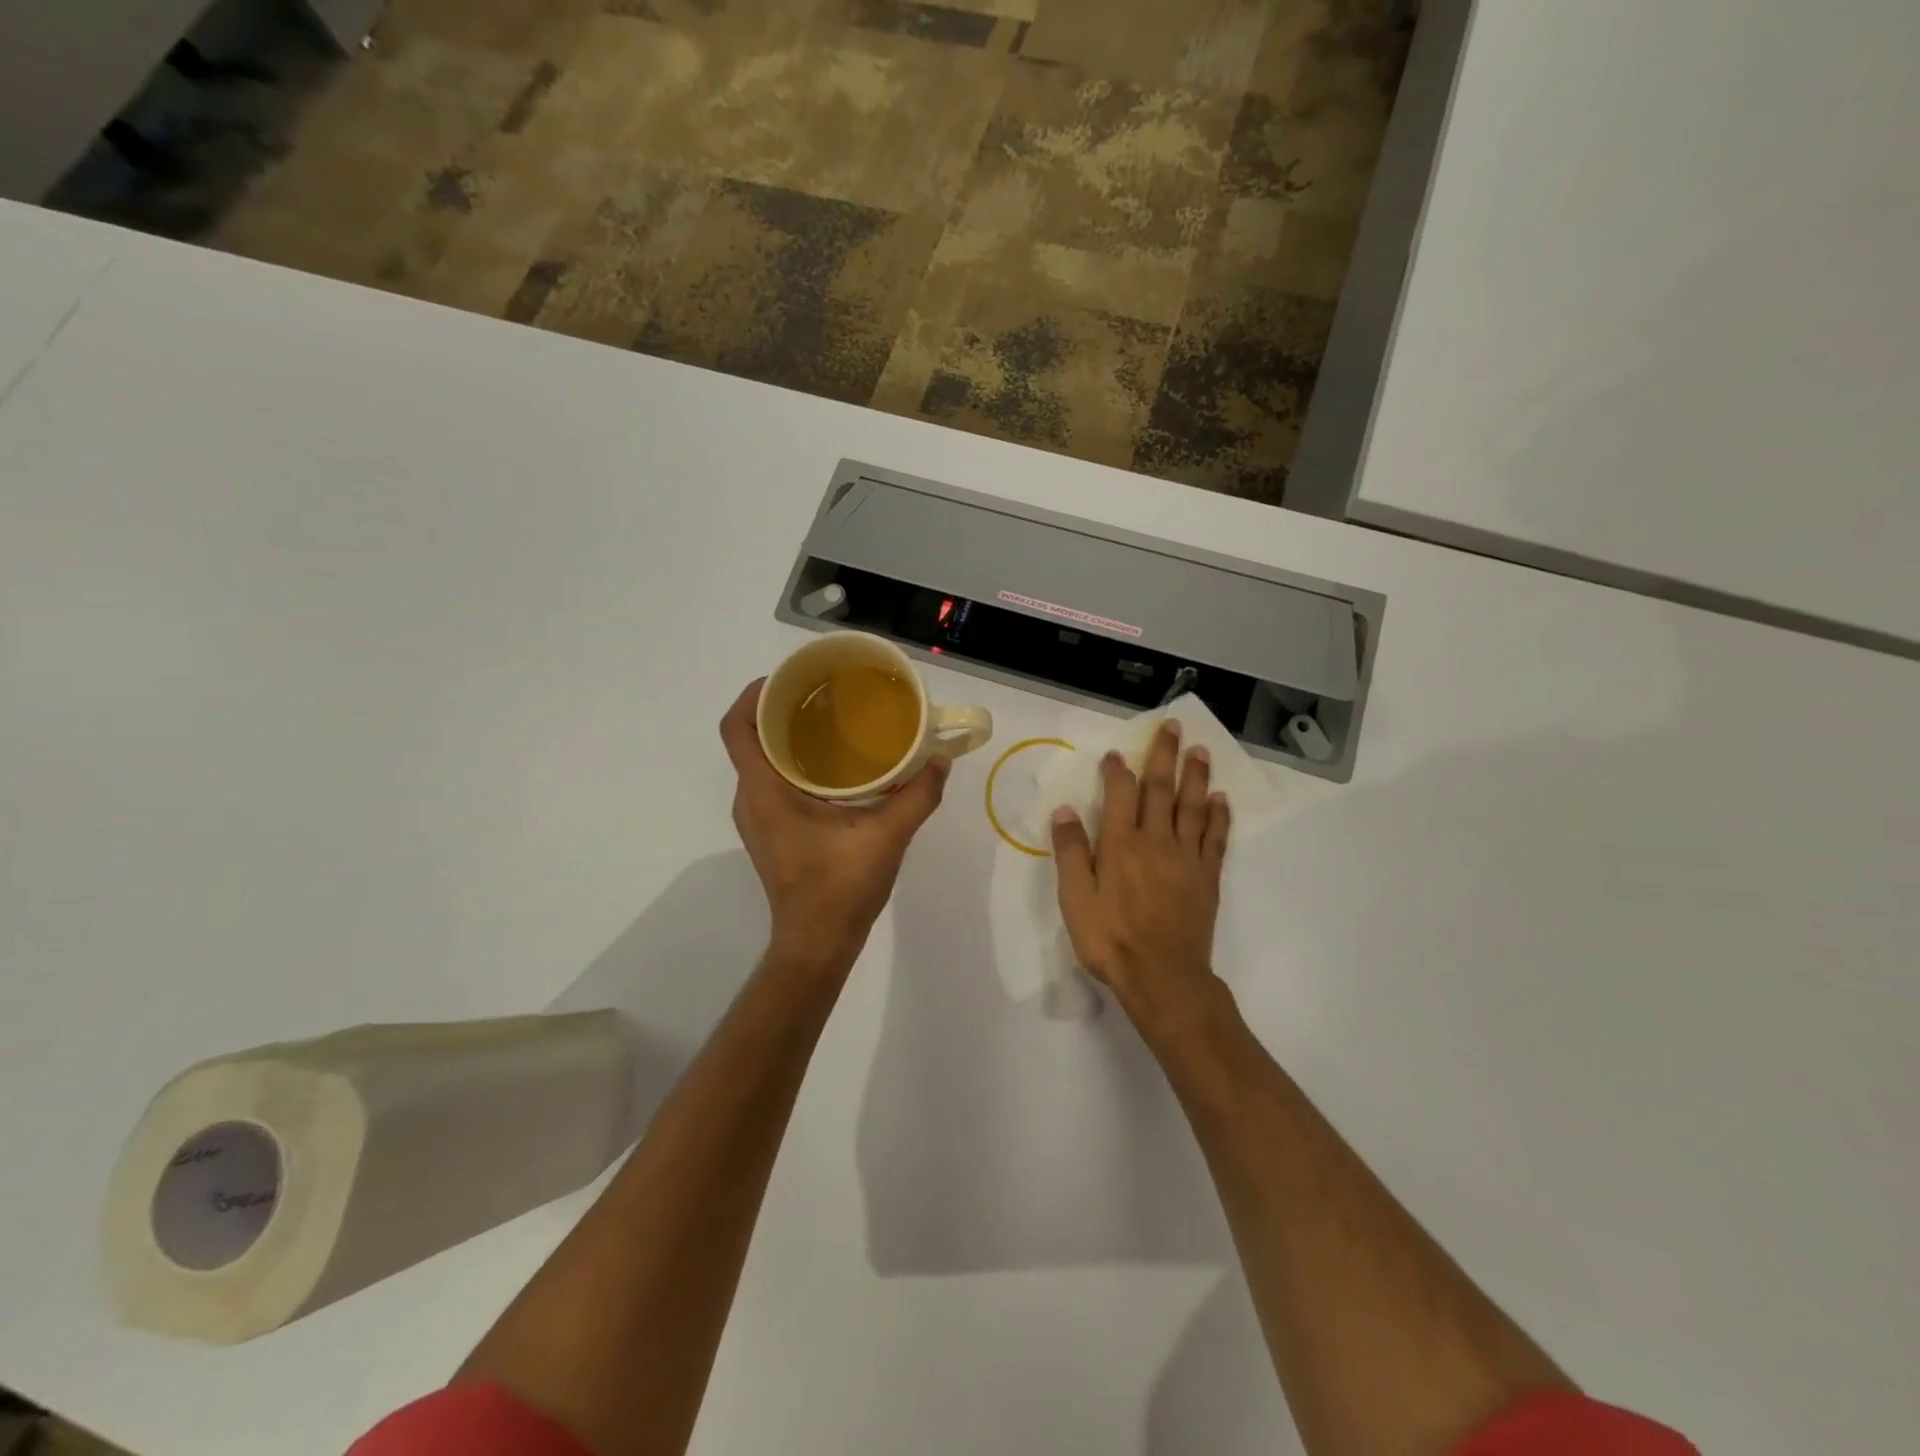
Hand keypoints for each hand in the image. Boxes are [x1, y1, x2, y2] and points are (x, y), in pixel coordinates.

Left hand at [720, 680, 950, 970]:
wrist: (817, 943)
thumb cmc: (840, 888)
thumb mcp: (886, 837)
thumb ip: (917, 796)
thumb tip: (940, 760)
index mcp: (764, 792)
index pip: (737, 728)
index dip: (754, 694)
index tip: (789, 677)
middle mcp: (751, 799)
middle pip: (749, 738)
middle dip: (779, 708)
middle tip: (822, 692)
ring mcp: (757, 817)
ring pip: (760, 760)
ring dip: (786, 735)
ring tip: (830, 719)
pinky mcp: (770, 831)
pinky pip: (772, 780)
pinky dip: (794, 761)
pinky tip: (834, 764)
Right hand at [1050, 721, 1230, 1027]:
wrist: (1163, 977)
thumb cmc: (1111, 940)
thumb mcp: (1075, 899)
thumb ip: (1070, 852)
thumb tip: (1065, 810)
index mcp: (1120, 845)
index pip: (1120, 795)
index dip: (1118, 770)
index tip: (1116, 753)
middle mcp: (1156, 841)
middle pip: (1161, 789)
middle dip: (1164, 755)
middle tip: (1173, 725)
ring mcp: (1186, 857)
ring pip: (1192, 806)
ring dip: (1196, 775)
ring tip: (1200, 750)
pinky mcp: (1207, 876)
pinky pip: (1216, 837)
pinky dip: (1219, 815)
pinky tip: (1221, 798)